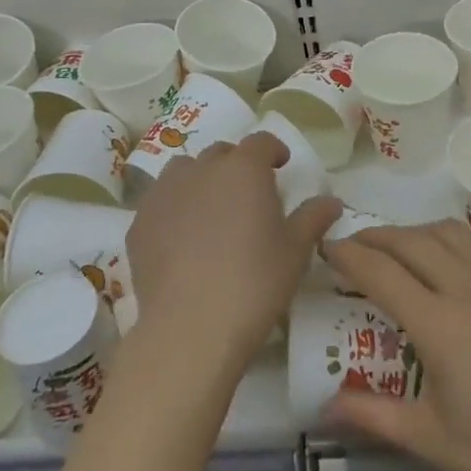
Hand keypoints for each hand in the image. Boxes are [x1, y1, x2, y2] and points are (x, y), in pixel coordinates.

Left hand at [127, 132, 340, 366]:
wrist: (191, 328)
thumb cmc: (255, 282)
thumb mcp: (295, 251)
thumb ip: (313, 218)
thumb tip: (331, 201)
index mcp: (244, 169)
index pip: (260, 142)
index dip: (272, 150)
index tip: (280, 165)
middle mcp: (201, 170)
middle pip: (221, 154)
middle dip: (236, 166)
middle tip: (249, 196)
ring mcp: (164, 194)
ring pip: (184, 172)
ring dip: (200, 181)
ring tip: (211, 212)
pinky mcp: (139, 223)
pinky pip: (160, 203)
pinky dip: (174, 210)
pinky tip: (182, 241)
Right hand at [324, 220, 470, 470]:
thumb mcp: (433, 441)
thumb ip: (374, 416)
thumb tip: (324, 407)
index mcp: (439, 324)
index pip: (379, 271)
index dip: (347, 255)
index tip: (325, 248)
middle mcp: (467, 287)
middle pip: (410, 241)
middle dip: (374, 237)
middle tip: (353, 247)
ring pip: (447, 231)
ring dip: (413, 232)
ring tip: (397, 248)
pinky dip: (451, 236)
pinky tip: (449, 254)